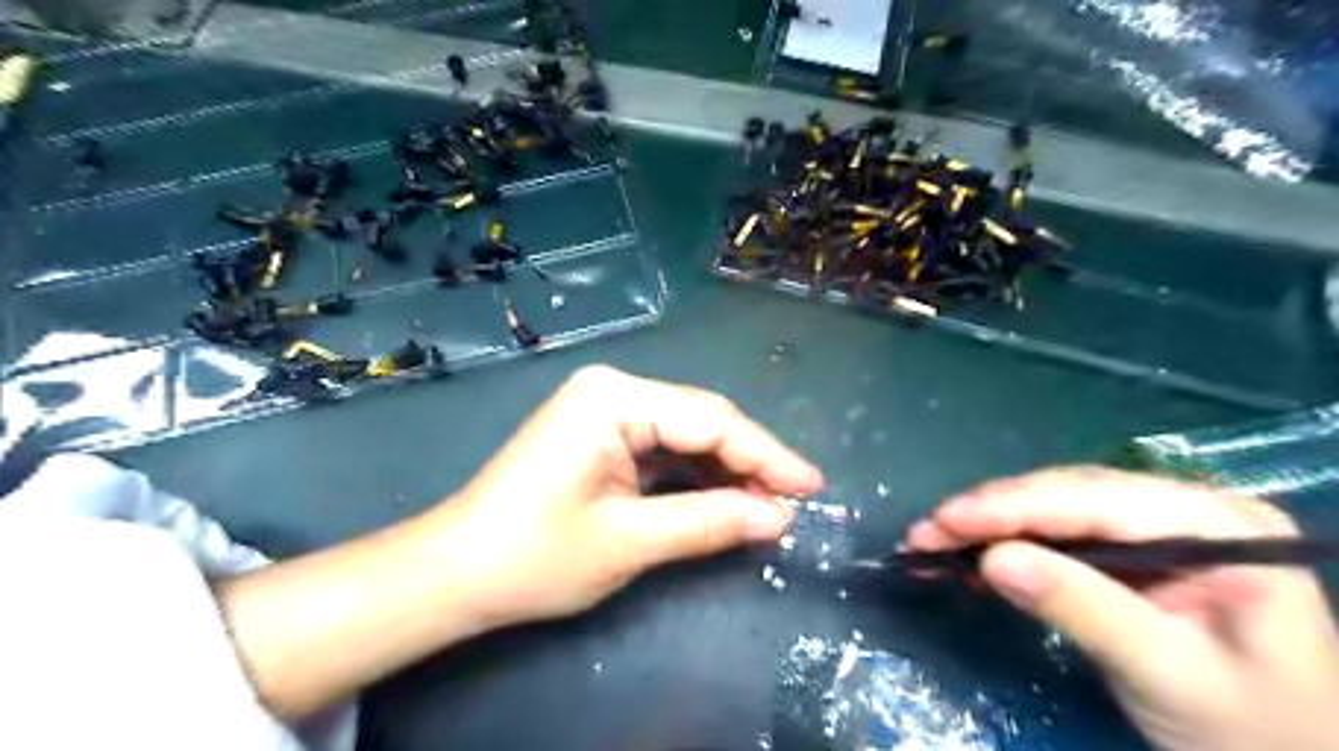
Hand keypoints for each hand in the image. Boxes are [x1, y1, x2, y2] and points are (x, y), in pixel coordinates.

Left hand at [441, 367, 820, 631]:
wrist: (455, 571)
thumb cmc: (534, 555)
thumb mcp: (630, 541)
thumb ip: (708, 522)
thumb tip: (777, 518)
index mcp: (615, 398)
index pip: (711, 420)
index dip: (767, 456)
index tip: (812, 487)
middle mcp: (613, 389)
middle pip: (702, 419)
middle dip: (750, 461)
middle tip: (794, 501)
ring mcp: (605, 409)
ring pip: (686, 433)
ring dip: (726, 469)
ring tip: (768, 505)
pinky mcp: (601, 433)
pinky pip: (663, 447)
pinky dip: (695, 474)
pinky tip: (724, 496)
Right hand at [905, 467, 1331, 750]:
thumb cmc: (1255, 729)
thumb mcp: (1169, 672)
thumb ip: (1084, 608)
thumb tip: (992, 559)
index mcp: (1220, 524)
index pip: (1095, 498)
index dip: (1012, 505)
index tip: (945, 520)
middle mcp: (1184, 510)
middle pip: (1067, 495)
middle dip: (991, 513)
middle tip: (924, 532)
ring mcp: (1156, 530)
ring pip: (1053, 511)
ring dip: (989, 526)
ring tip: (931, 540)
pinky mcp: (1129, 556)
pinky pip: (1056, 537)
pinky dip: (1006, 547)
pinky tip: (968, 557)